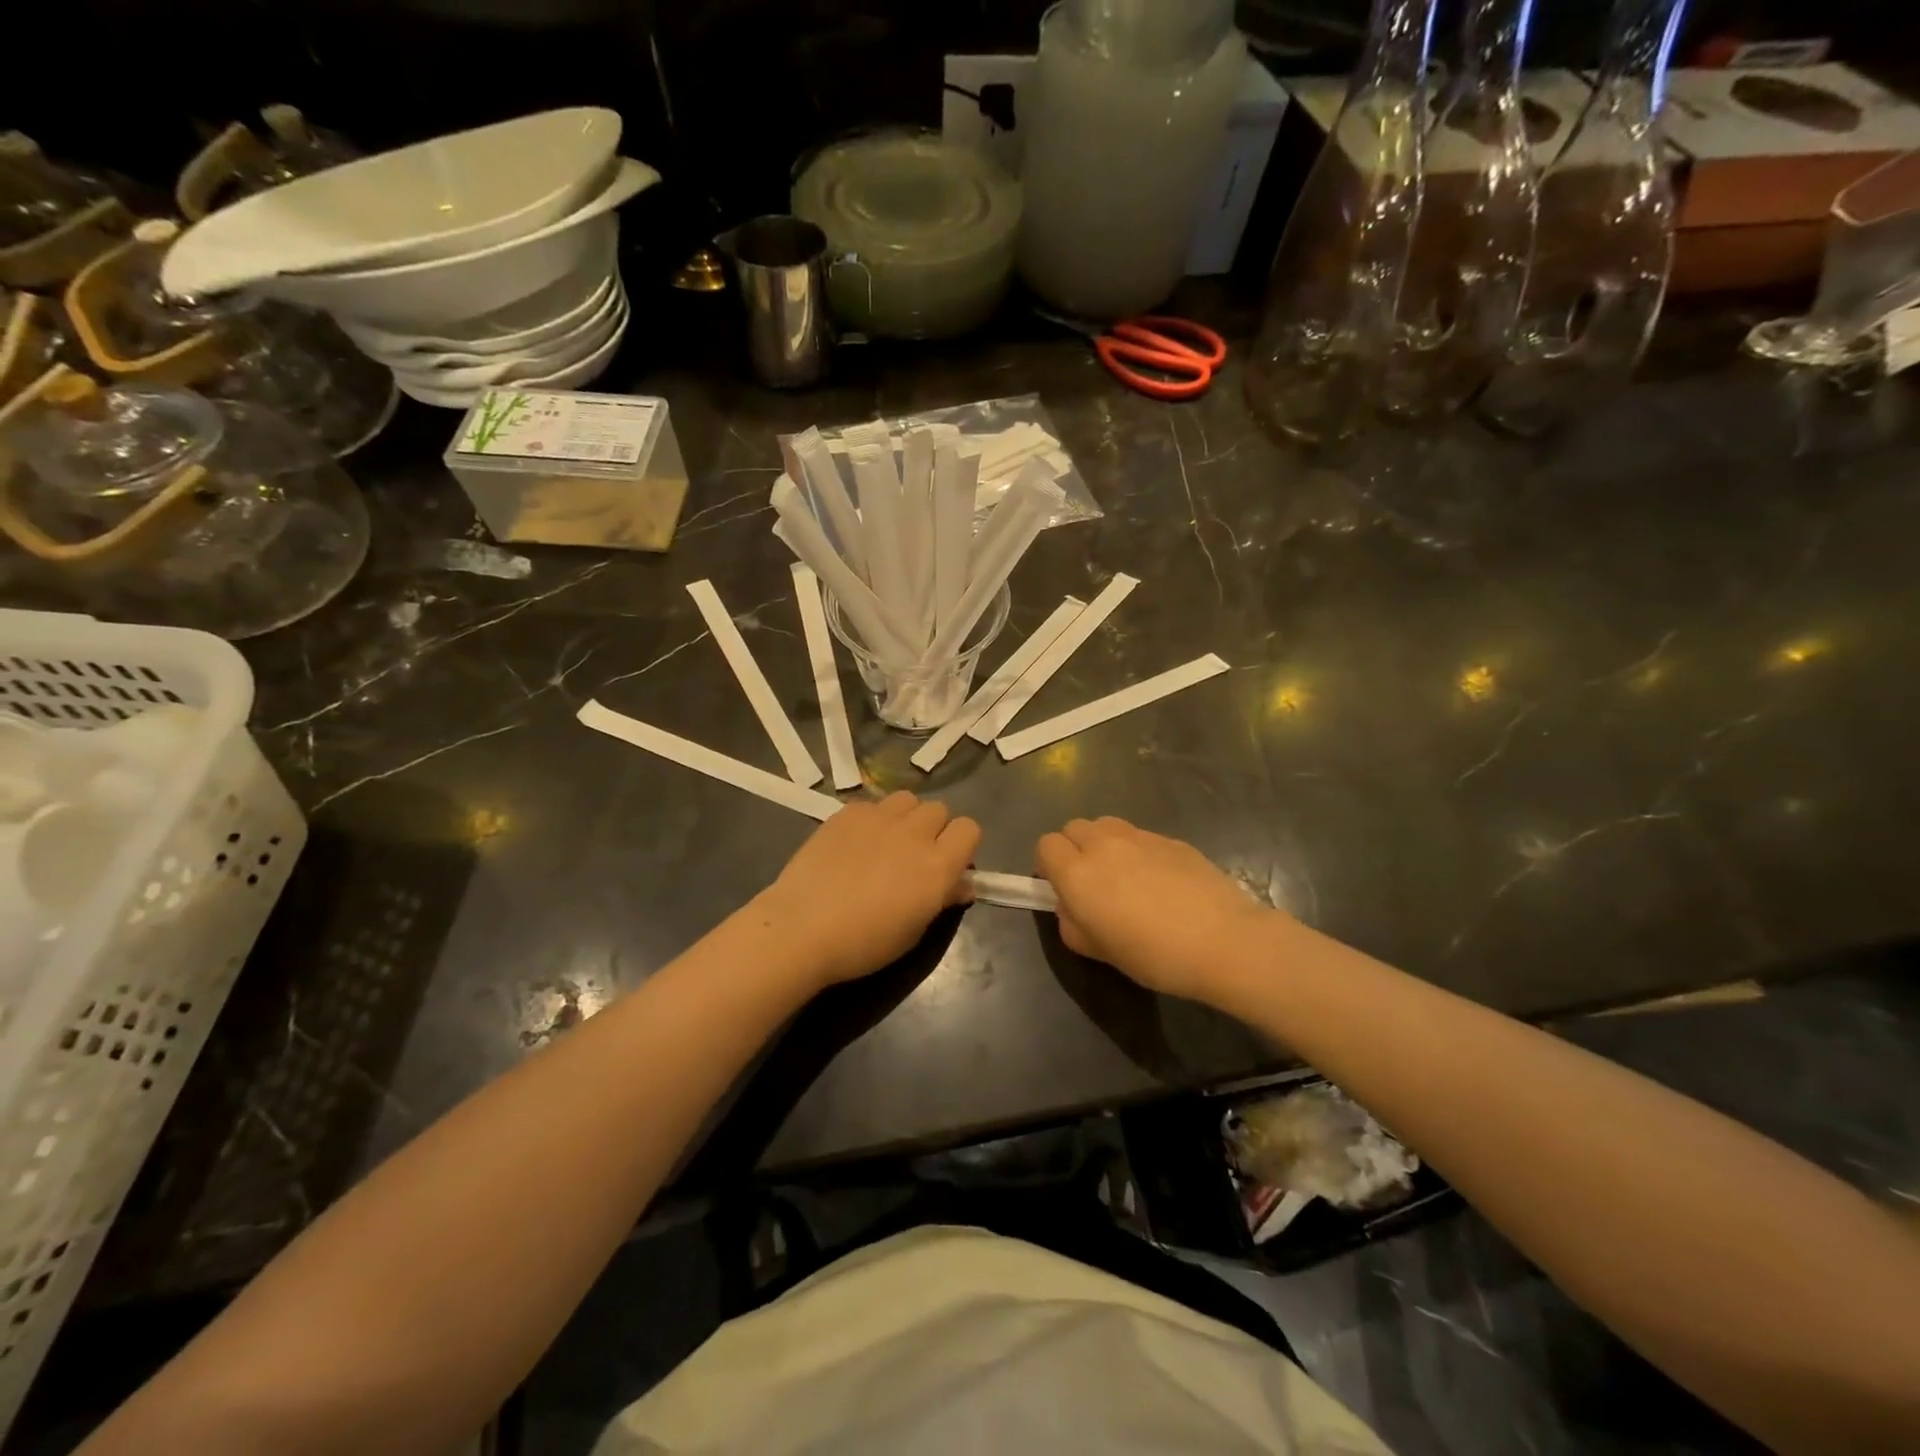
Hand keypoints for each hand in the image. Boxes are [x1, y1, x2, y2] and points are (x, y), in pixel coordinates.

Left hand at [754, 792, 980, 988]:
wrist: (802, 928)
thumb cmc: (864, 943)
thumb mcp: (913, 931)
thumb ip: (942, 900)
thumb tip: (962, 886)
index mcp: (937, 865)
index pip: (970, 829)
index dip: (962, 845)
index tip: (948, 865)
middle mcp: (914, 832)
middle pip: (939, 810)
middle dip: (933, 829)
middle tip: (913, 857)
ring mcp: (879, 817)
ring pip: (907, 800)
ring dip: (905, 817)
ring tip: (886, 842)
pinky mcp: (847, 812)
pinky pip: (872, 804)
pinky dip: (871, 819)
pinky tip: (853, 843)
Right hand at [1036, 817, 1276, 1002]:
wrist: (1223, 940)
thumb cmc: (1154, 955)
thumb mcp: (1099, 951)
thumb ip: (1072, 924)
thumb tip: (1071, 906)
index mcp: (1077, 873)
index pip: (1045, 845)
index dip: (1048, 864)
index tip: (1062, 887)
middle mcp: (1103, 845)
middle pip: (1073, 827)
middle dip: (1074, 849)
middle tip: (1091, 882)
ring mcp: (1139, 837)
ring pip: (1105, 825)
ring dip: (1103, 843)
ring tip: (1122, 874)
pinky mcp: (1170, 838)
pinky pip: (1139, 835)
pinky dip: (1137, 850)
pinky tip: (1159, 880)